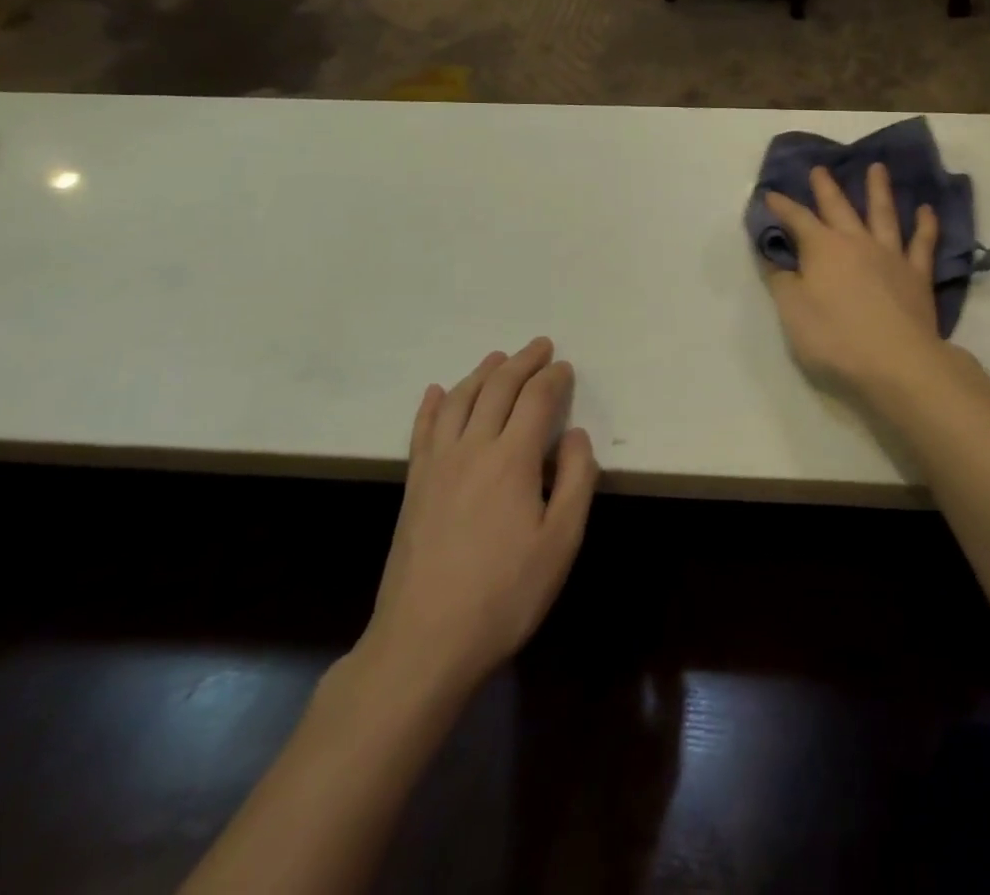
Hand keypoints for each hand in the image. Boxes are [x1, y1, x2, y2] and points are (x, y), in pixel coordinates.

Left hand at [356, 338, 598, 710]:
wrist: (424, 642)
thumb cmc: (505, 593)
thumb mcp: (561, 541)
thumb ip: (575, 479)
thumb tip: (574, 434)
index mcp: (512, 458)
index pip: (536, 399)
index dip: (553, 378)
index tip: (566, 366)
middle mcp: (472, 448)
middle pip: (497, 389)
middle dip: (521, 363)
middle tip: (539, 346)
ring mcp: (436, 466)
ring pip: (459, 401)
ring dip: (481, 373)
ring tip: (498, 358)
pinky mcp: (414, 487)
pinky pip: (423, 431)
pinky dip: (433, 405)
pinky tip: (438, 392)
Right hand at [764, 163, 948, 397]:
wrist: (896, 361)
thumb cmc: (835, 338)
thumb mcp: (793, 312)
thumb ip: (782, 281)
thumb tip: (773, 257)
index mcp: (823, 249)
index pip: (797, 220)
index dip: (782, 207)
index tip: (770, 194)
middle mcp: (856, 242)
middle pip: (839, 208)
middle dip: (826, 188)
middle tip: (820, 168)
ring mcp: (890, 255)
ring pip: (883, 214)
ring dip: (878, 189)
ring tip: (877, 167)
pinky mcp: (917, 274)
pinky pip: (922, 243)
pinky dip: (925, 224)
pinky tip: (927, 209)